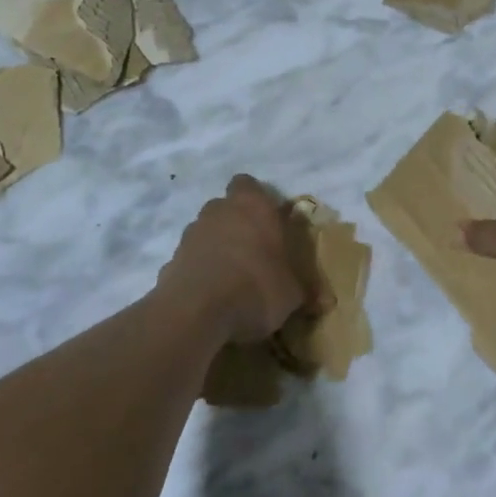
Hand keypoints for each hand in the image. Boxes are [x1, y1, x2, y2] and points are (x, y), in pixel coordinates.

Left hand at [159, 175, 324, 343]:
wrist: (195, 312)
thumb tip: (324, 301)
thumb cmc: (256, 287)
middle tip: (255, 253)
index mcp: (252, 205)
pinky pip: (191, 261)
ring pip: (206, 233)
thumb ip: (304, 290)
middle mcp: (218, 210)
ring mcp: (190, 234)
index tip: (268, 223)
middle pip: (226, 208)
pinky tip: (211, 298)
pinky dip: (200, 272)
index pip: (248, 184)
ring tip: (233, 279)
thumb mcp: (293, 293)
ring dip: (217, 248)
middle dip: (238, 226)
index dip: (257, 200)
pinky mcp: (171, 261)